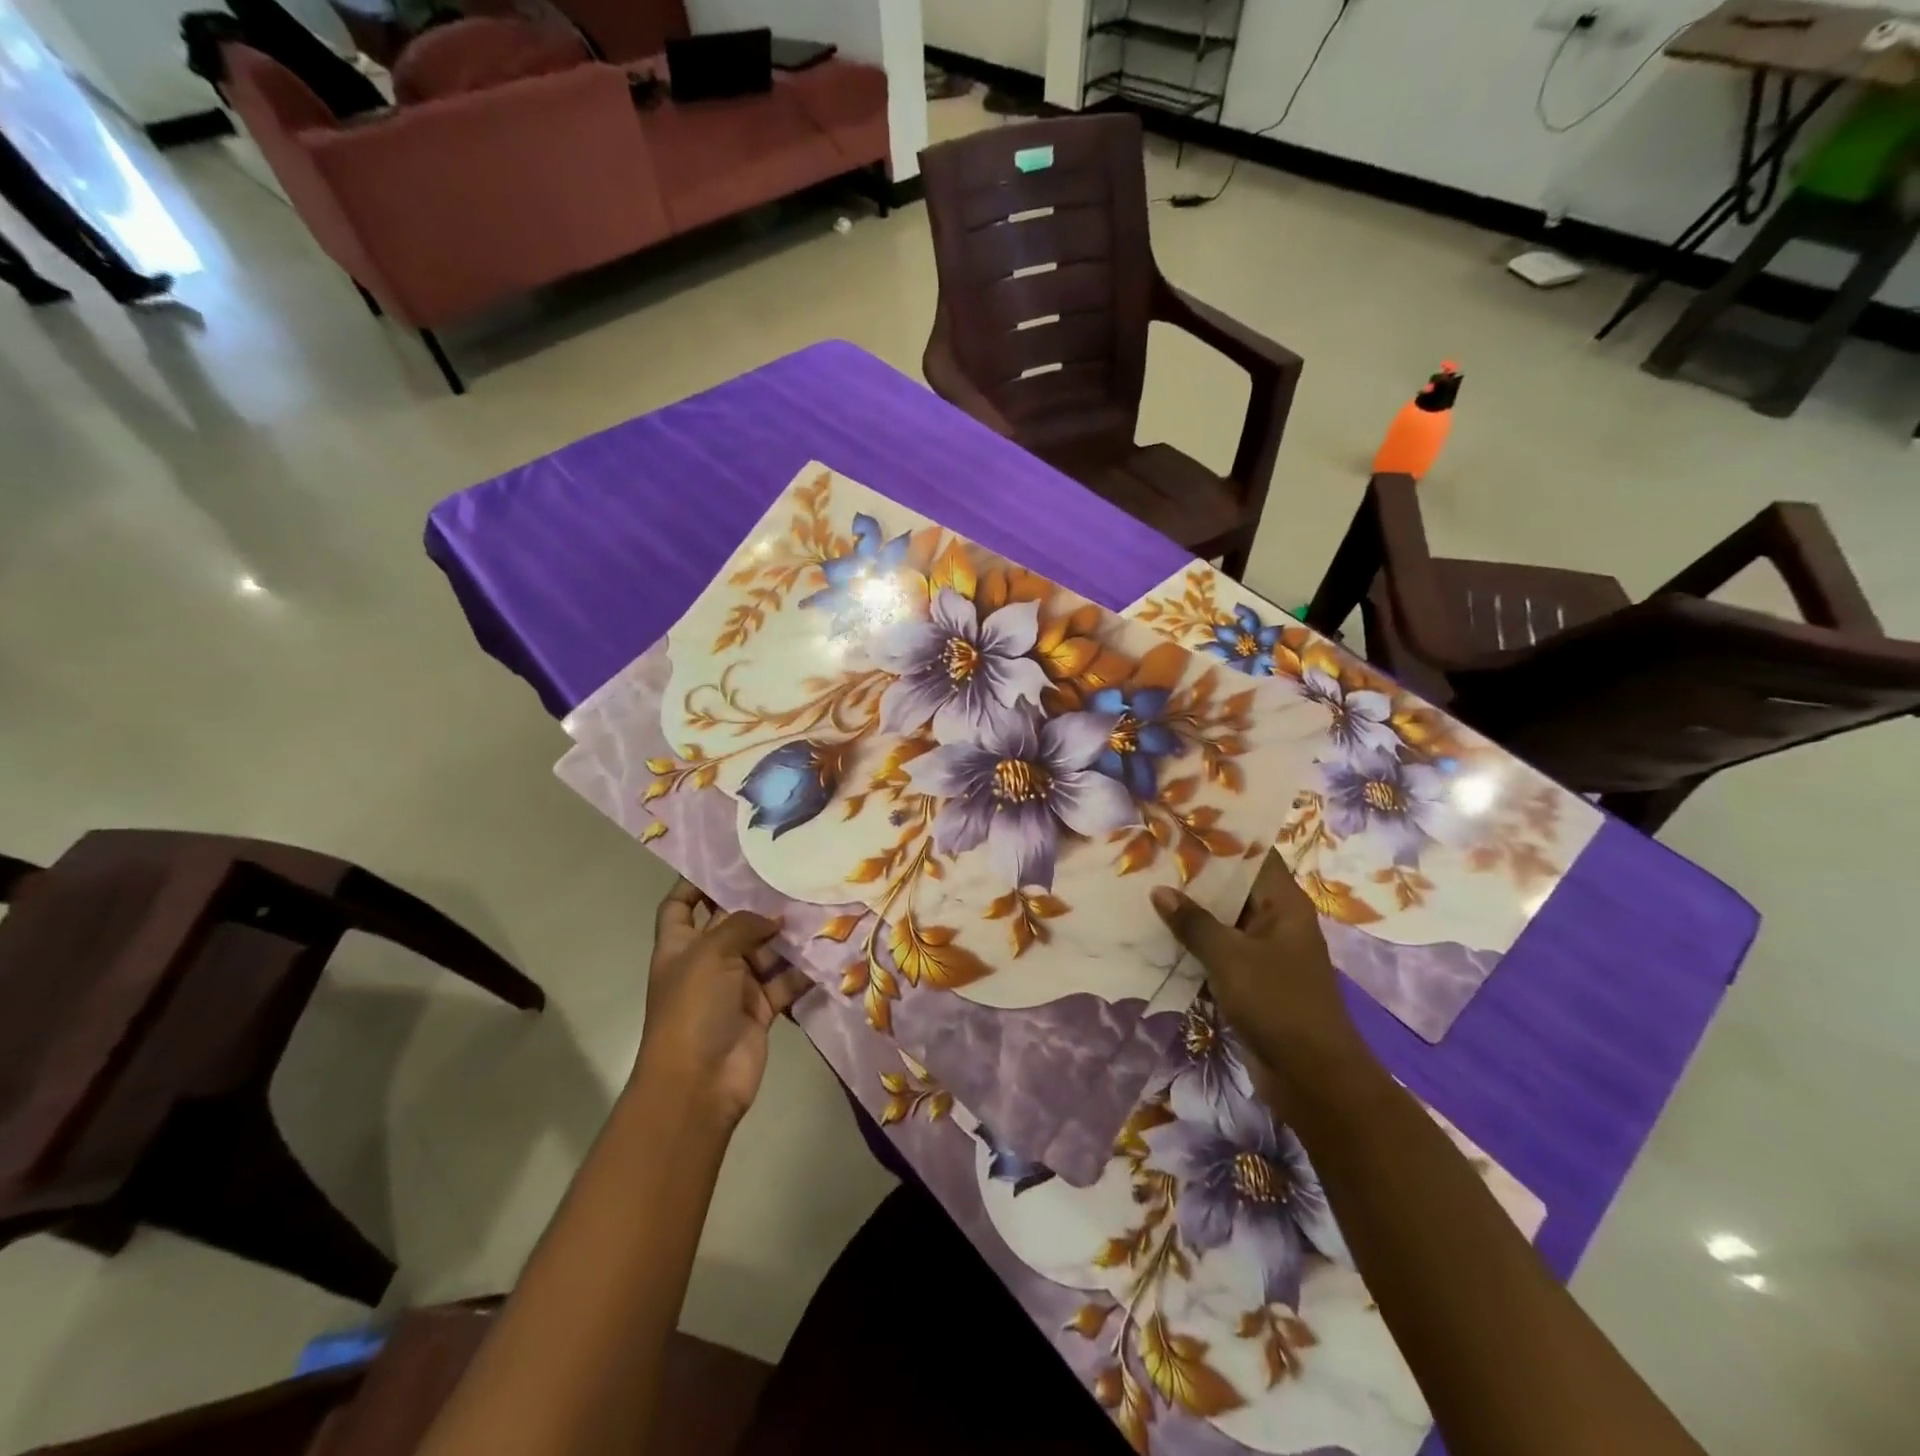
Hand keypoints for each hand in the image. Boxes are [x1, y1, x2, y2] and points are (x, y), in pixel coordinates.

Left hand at [637, 880, 812, 1127]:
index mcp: (679, 946)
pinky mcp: (760, 1009)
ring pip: (763, 952)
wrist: (699, 1083)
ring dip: (786, 937)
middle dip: (757, 905)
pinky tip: (826, 950)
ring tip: (817, 908)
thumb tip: (773, 919)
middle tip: (792, 877)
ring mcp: (734, 987)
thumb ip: (742, 925)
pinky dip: (802, 971)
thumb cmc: (693, 1008)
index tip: (726, 862)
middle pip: (731, 925)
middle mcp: (706, 963)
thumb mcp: (711, 954)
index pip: (680, 906)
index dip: (694, 884)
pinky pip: (784, 982)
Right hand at [1152, 854, 1371, 1118]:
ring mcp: (1262, 952)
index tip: (1181, 823)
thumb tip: (1159, 890)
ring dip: (1188, 912)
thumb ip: (1194, 922)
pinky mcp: (1249, 980)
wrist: (1312, 1079)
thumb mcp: (1231, 957)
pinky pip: (1216, 951)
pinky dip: (1191, 944)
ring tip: (1143, 887)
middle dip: (1194, 874)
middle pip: (1233, 887)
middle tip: (1150, 853)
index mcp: (1284, 904)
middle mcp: (1275, 921)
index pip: (1253, 855)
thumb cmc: (1279, 1005)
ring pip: (1221, 920)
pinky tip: (1155, 935)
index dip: (1221, 838)